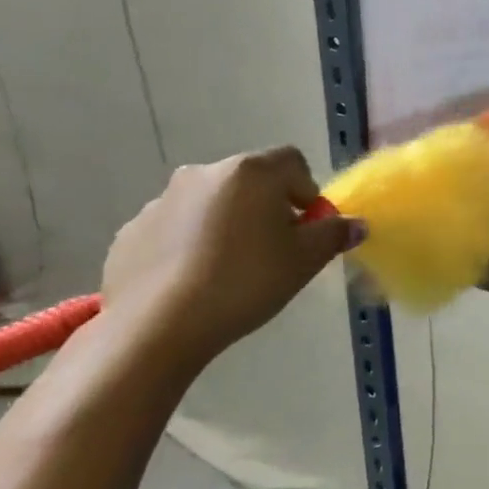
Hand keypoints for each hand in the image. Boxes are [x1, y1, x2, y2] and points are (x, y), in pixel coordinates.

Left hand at [100, 147, 359, 361]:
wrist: (158, 325)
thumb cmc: (246, 282)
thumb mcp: (305, 261)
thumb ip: (334, 235)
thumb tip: (355, 224)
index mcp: (251, 173)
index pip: (293, 163)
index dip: (307, 192)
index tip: (305, 229)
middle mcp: (204, 173)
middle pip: (251, 181)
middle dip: (268, 208)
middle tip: (274, 251)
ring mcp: (161, 200)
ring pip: (211, 204)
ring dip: (228, 224)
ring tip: (231, 270)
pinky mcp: (132, 231)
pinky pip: (176, 228)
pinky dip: (191, 244)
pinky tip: (195, 281)